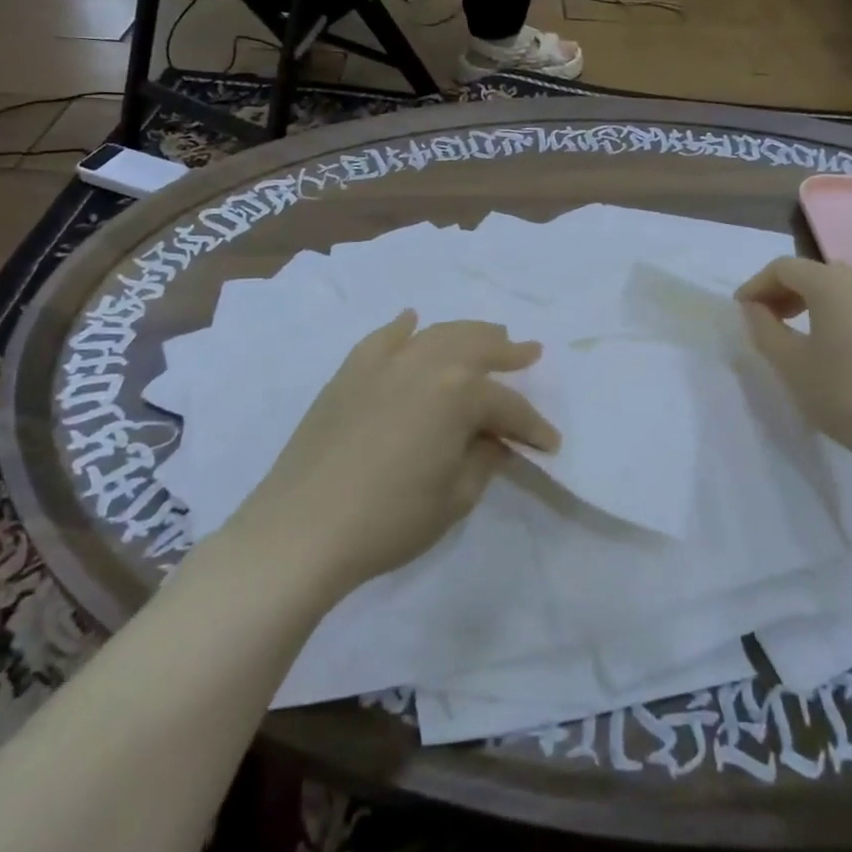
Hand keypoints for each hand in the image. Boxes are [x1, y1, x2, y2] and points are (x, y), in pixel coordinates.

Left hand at [233, 313, 558, 595]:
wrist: (301, 530)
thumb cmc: (389, 520)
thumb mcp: (455, 498)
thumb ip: (483, 460)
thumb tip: (493, 440)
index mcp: (458, 393)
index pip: (507, 405)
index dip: (532, 426)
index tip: (549, 445)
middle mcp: (425, 363)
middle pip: (476, 347)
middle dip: (507, 352)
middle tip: (530, 353)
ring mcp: (384, 363)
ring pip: (435, 334)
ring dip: (467, 333)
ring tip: (488, 334)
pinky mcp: (349, 373)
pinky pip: (383, 339)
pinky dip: (402, 328)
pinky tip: (412, 321)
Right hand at [737, 257, 851, 473]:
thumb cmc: (843, 396)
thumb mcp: (789, 364)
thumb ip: (763, 327)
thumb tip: (754, 307)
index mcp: (834, 284)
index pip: (785, 268)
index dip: (757, 285)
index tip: (743, 311)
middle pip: (817, 272)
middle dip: (787, 290)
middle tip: (770, 320)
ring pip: (847, 287)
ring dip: (818, 301)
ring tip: (805, 334)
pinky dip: (848, 314)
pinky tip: (845, 350)